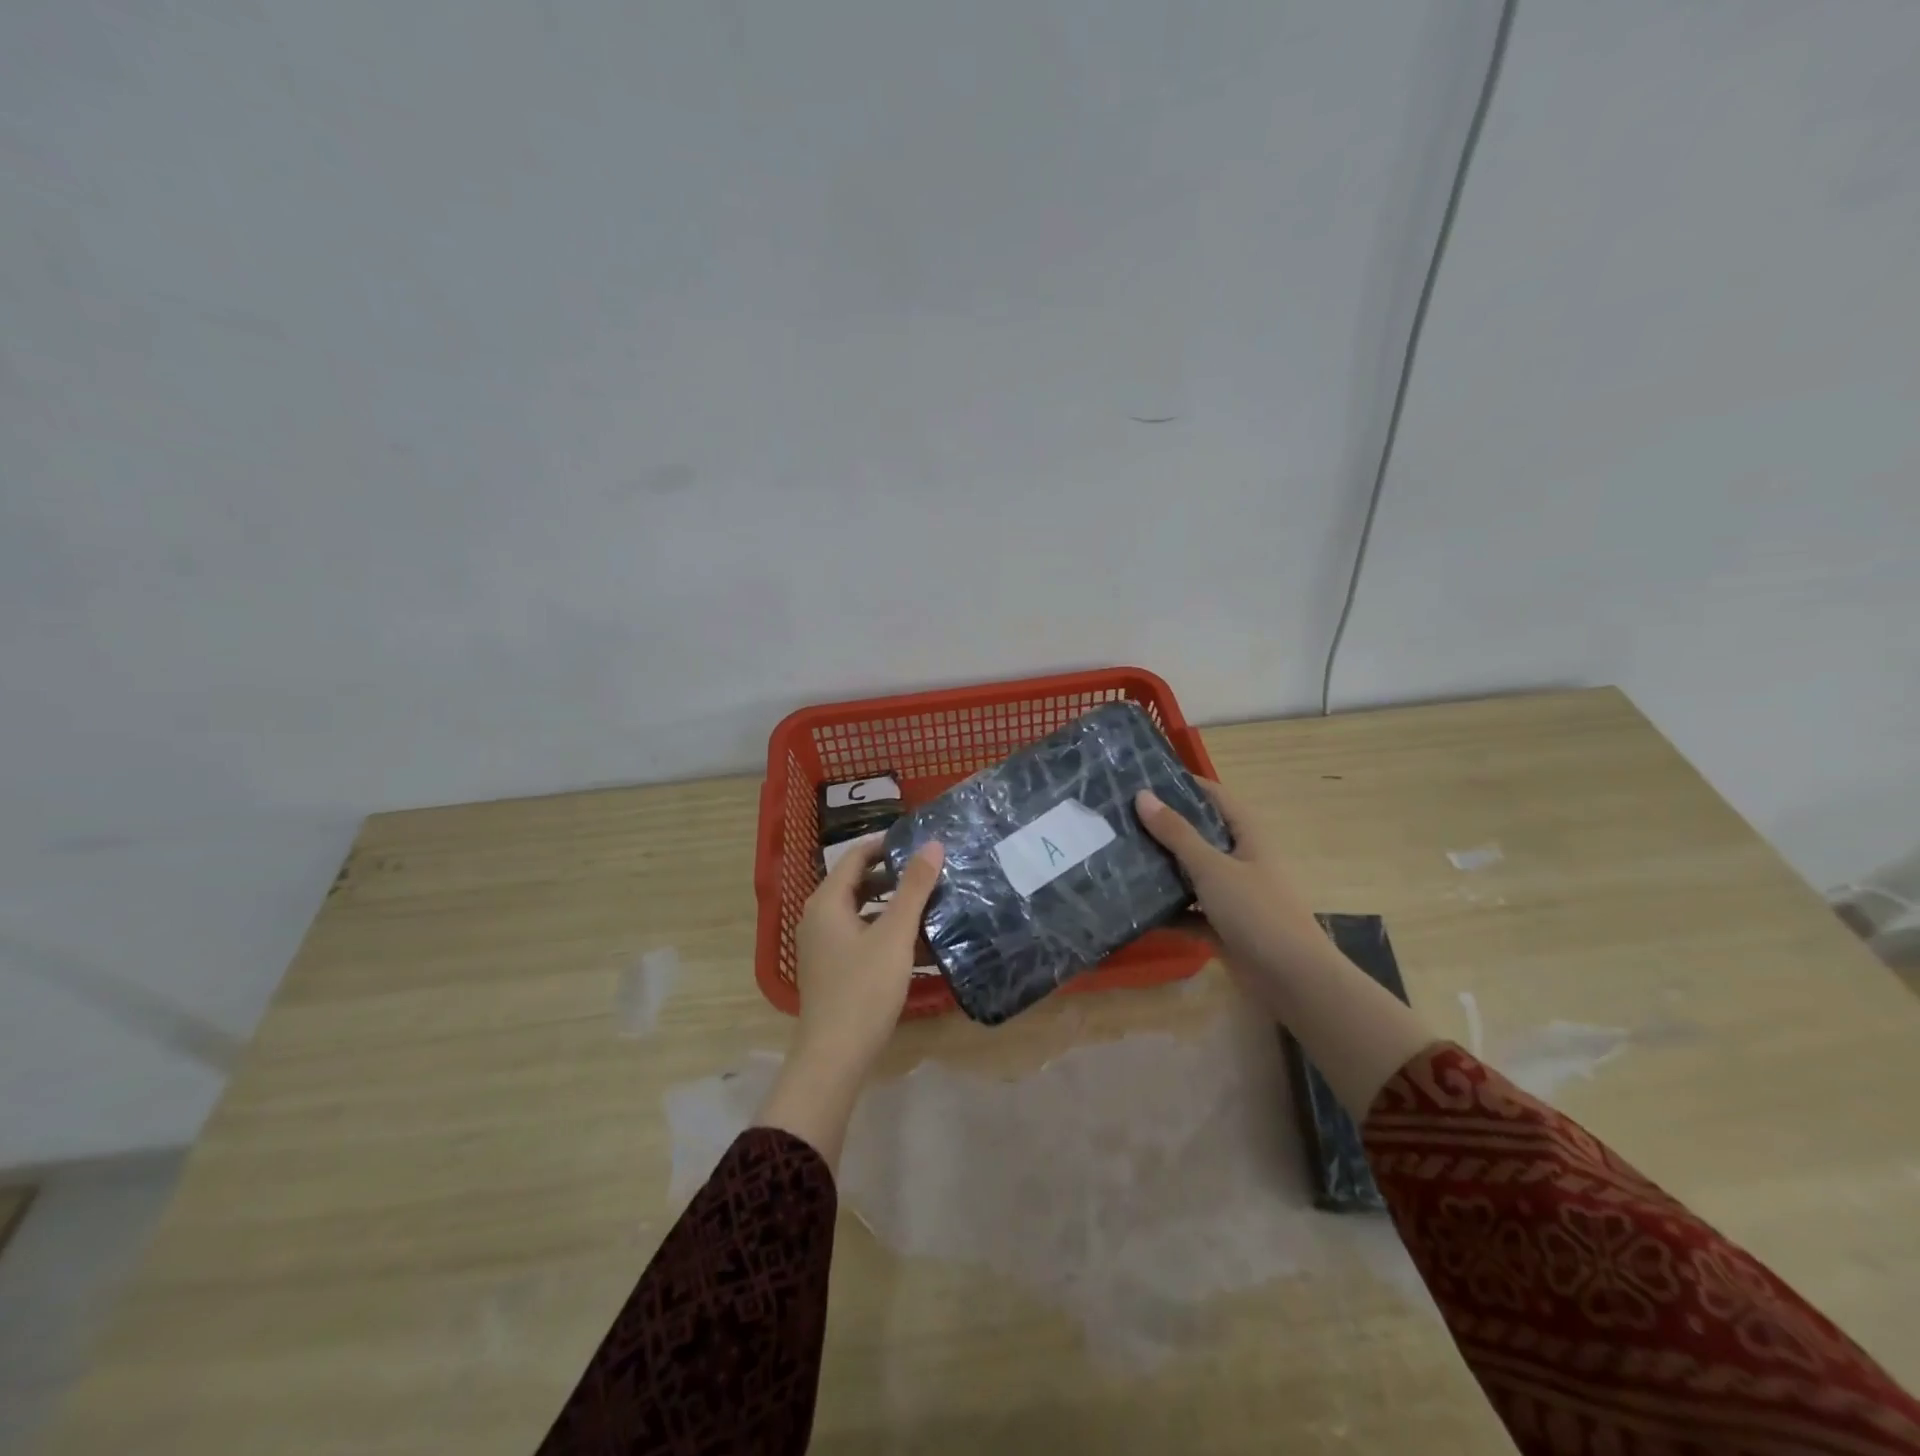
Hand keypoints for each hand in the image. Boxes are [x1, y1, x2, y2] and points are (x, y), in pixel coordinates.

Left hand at [794, 834, 943, 1077]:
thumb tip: (933, 844)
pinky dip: (885, 931)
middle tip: (930, 870)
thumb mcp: (895, 935)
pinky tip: (917, 943)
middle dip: (893, 875)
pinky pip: (860, 935)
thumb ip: (914, 888)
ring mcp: (822, 945)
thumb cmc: (864, 988)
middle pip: (857, 882)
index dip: (887, 844)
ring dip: (892, 905)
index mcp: (827, 902)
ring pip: (861, 911)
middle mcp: (818, 917)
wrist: (834, 1056)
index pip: (856, 856)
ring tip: (930, 902)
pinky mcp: (832, 968)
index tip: (920, 842)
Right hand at [1137, 779, 1434, 1116]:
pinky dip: (1166, 910)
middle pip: (1197, 834)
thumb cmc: (1257, 912)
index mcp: (1247, 835)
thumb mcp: (1212, 868)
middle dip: (1162, 827)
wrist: (1292, 980)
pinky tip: (1132, 906)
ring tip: (1116, 856)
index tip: (1141, 777)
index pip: (1213, 796)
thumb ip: (1176, 833)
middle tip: (1118, 818)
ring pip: (1190, 874)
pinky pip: (1187, 911)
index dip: (1182, 784)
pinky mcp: (1222, 925)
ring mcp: (1232, 894)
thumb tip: (1142, 795)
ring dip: (1161, 869)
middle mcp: (1240, 859)